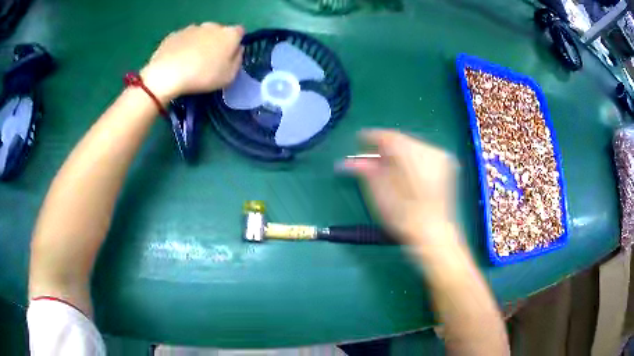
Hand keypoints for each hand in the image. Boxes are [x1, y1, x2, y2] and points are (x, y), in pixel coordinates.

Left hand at [140, 23, 243, 102]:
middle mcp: (212, 26)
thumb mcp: (229, 76)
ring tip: (191, 62)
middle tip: (209, 60)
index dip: (235, 42)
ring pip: (200, 34)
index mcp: (229, 34)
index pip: (239, 32)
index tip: (229, 55)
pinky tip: (177, 61)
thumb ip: (237, 60)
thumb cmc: (203, 76)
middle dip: (216, 42)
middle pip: (218, 31)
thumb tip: (237, 50)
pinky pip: (183, 39)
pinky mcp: (175, 34)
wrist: (168, 74)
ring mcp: (192, 28)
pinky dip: (183, 47)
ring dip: (199, 43)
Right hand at [341, 130, 457, 245]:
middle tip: (372, 159)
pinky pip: (424, 153)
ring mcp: (442, 157)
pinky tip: (406, 172)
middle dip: (385, 147)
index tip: (360, 140)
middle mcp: (430, 151)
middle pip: (402, 140)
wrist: (434, 234)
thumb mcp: (380, 196)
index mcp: (413, 157)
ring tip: (388, 167)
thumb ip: (366, 172)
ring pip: (413, 146)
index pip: (389, 137)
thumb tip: (349, 161)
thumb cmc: (404, 219)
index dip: (372, 137)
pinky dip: (412, 158)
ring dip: (399, 153)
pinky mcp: (448, 165)